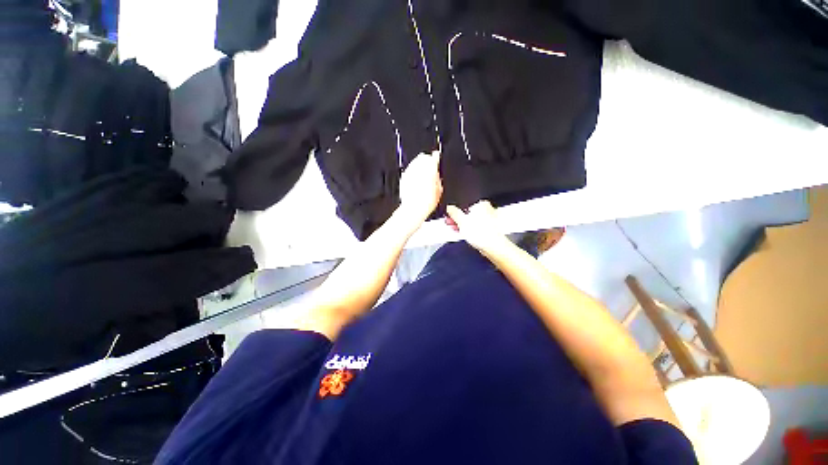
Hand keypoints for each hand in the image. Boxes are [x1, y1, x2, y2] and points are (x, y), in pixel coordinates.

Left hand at [398, 150, 442, 227]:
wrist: (413, 208)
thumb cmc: (426, 202)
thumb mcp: (439, 190)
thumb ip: (438, 178)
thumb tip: (437, 174)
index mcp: (430, 169)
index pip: (434, 157)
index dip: (436, 157)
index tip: (437, 157)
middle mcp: (419, 168)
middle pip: (423, 157)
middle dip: (426, 161)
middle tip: (429, 167)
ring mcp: (410, 172)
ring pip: (415, 162)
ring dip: (419, 165)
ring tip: (422, 173)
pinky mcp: (403, 177)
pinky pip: (409, 170)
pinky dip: (412, 172)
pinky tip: (415, 179)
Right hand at [446, 200, 511, 256]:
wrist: (494, 247)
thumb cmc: (482, 233)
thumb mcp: (462, 221)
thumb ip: (454, 213)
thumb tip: (449, 207)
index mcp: (481, 204)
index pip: (464, 205)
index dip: (454, 211)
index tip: (448, 216)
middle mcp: (487, 210)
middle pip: (467, 213)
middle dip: (457, 219)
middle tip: (450, 223)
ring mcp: (488, 220)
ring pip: (471, 221)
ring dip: (462, 225)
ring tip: (455, 229)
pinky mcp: (488, 229)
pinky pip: (476, 227)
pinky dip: (469, 229)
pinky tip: (463, 233)